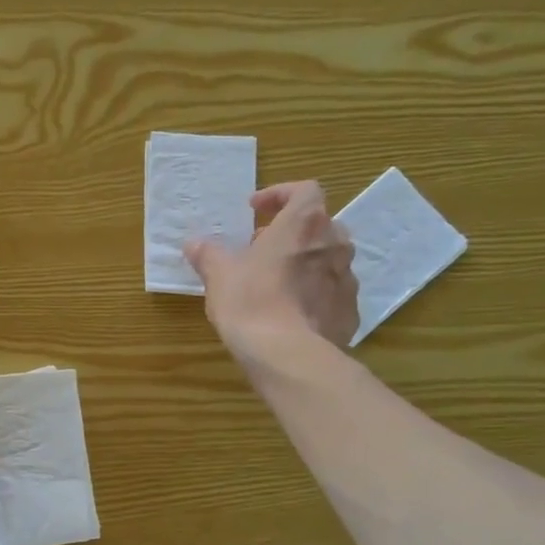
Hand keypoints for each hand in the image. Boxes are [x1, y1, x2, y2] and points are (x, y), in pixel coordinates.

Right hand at [185, 181, 358, 367]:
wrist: (287, 354)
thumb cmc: (251, 301)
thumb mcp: (219, 275)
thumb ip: (208, 254)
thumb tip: (195, 244)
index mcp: (304, 224)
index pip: (304, 190)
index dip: (280, 195)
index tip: (255, 209)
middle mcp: (334, 243)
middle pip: (318, 225)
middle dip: (291, 233)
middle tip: (262, 250)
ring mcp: (347, 278)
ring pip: (327, 259)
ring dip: (304, 263)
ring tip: (276, 283)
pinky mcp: (350, 310)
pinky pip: (331, 292)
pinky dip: (313, 294)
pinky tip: (290, 313)